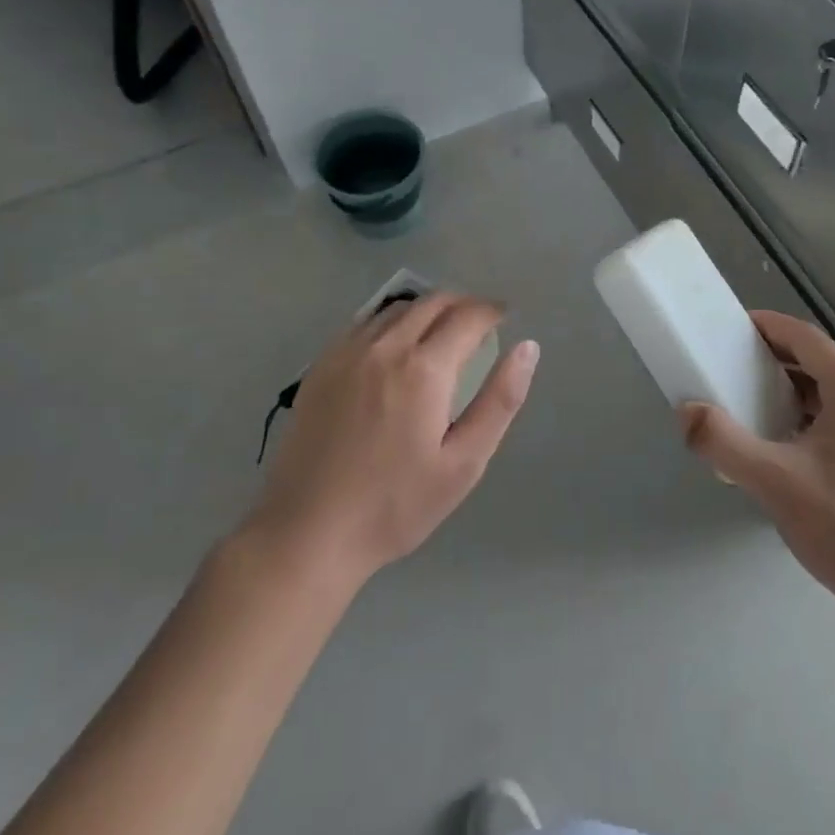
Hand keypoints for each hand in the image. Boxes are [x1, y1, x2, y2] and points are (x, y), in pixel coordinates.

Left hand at [245, 293, 538, 585]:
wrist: (306, 534)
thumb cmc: (395, 505)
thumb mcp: (464, 463)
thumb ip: (500, 400)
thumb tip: (528, 348)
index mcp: (424, 368)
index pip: (468, 316)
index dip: (492, 311)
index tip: (505, 317)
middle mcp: (385, 346)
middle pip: (433, 301)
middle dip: (464, 304)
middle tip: (481, 323)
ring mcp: (346, 352)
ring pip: (397, 308)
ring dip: (428, 309)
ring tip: (442, 332)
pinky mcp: (321, 366)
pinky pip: (365, 323)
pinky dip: (392, 321)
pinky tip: (396, 346)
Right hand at [679, 311, 834, 617]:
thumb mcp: (774, 481)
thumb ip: (723, 442)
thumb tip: (686, 412)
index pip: (804, 337)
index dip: (766, 326)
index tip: (730, 328)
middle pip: (816, 361)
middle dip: (772, 358)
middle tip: (731, 367)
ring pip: (828, 393)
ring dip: (788, 390)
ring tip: (750, 405)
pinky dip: (805, 416)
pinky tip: (783, 447)